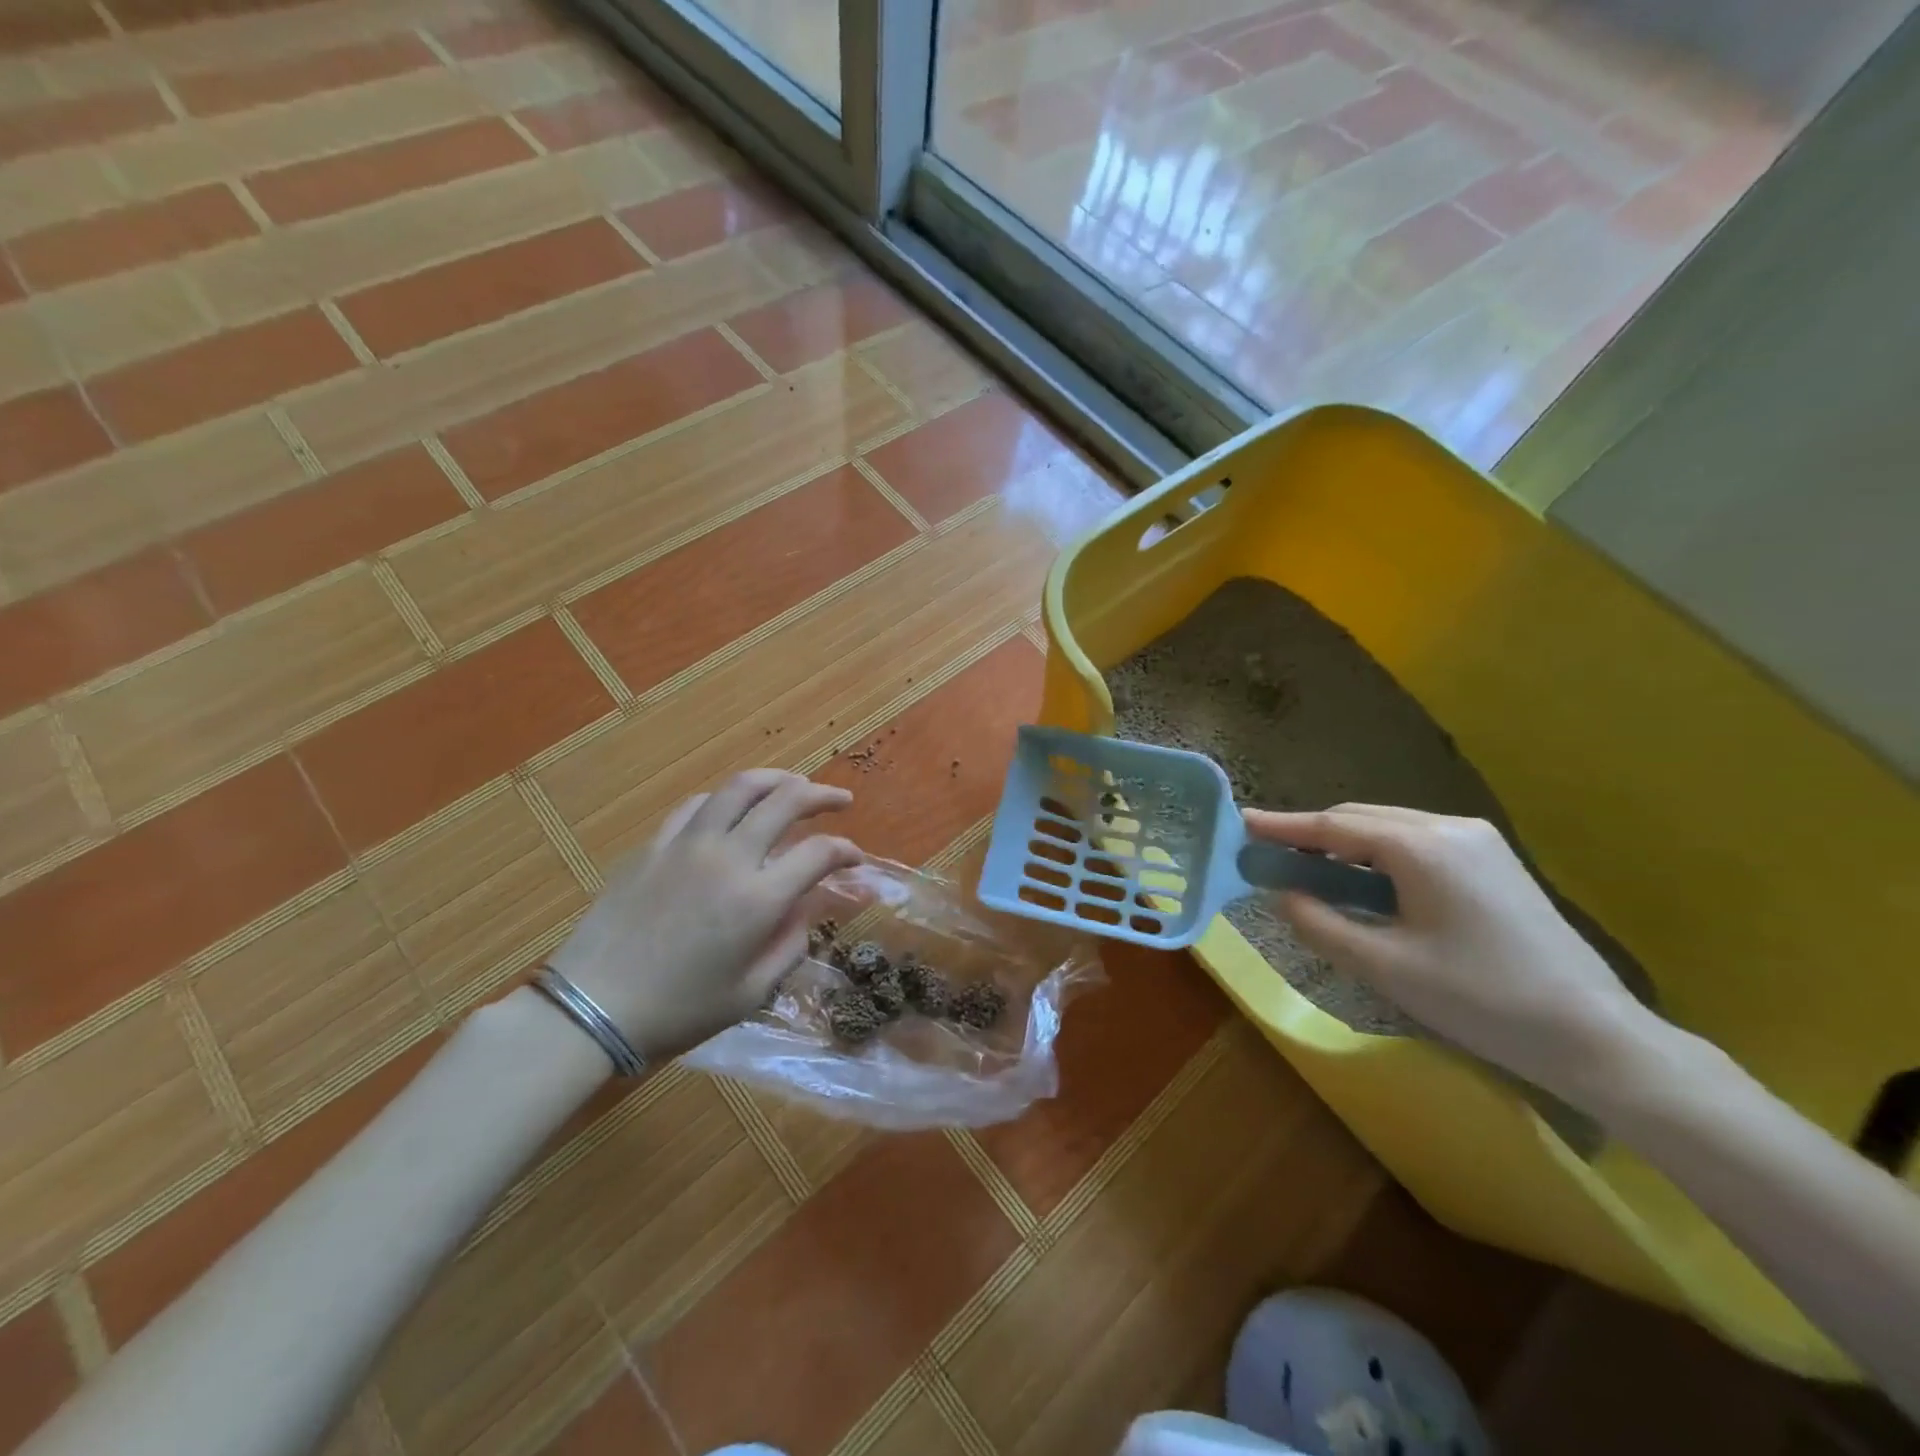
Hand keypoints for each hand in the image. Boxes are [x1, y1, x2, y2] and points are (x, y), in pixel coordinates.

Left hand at [548, 769, 861, 1061]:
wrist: (591, 1008)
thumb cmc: (678, 1011)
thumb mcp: (751, 993)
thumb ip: (790, 945)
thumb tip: (806, 909)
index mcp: (759, 899)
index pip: (819, 853)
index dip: (847, 851)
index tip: (856, 860)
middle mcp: (729, 857)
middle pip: (786, 801)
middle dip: (823, 796)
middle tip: (841, 802)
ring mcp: (688, 844)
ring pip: (741, 788)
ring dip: (777, 780)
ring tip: (794, 785)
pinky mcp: (654, 845)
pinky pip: (697, 805)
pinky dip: (725, 800)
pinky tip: (732, 809)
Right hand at [1246, 804, 1656, 1103]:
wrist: (1594, 1035)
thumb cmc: (1481, 1000)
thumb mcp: (1384, 966)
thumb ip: (1319, 924)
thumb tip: (1280, 895)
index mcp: (1421, 847)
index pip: (1333, 826)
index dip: (1283, 826)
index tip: (1241, 823)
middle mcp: (1449, 828)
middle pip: (1360, 818)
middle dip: (1311, 835)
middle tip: (1269, 857)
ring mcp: (1477, 841)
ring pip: (1388, 828)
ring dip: (1343, 846)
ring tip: (1309, 874)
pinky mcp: (1492, 861)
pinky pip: (1415, 842)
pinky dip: (1376, 856)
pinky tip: (1364, 885)